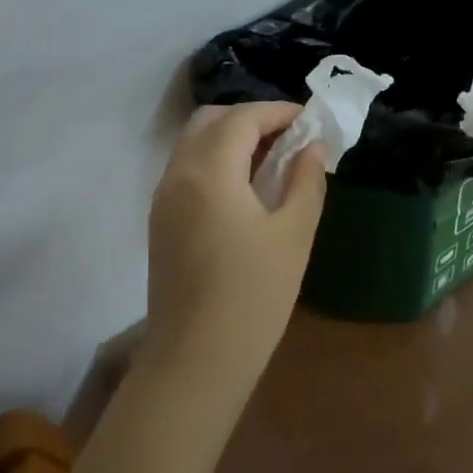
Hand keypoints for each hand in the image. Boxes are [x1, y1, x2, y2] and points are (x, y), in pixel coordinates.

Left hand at [143, 102, 328, 397]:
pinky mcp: (160, 220)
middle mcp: (178, 173)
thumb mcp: (293, 235)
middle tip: (290, 138)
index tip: (310, 120)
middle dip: (250, 119)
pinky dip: (215, 161)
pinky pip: (186, 169)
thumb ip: (306, 181)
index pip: (242, 118)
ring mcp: (163, 197)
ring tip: (272, 161)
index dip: (278, 111)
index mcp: (209, 171)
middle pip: (210, 121)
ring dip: (231, 139)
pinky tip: (245, 189)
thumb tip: (313, 147)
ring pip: (194, 144)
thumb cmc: (253, 296)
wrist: (196, 360)